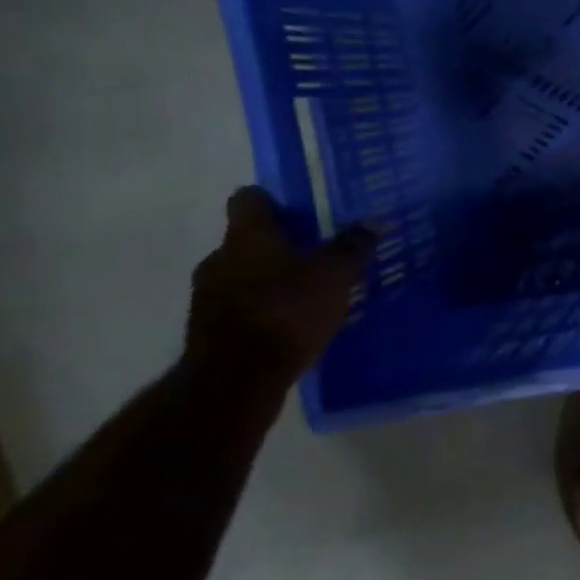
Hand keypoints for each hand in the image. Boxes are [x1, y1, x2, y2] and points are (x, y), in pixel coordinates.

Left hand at [185, 188, 375, 388]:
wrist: (234, 381)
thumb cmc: (286, 312)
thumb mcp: (335, 276)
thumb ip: (353, 247)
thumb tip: (372, 221)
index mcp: (247, 236)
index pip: (249, 199)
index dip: (274, 199)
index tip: (302, 208)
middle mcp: (220, 258)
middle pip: (248, 239)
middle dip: (280, 243)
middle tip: (318, 252)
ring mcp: (208, 296)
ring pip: (244, 273)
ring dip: (271, 278)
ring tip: (310, 291)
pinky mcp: (209, 330)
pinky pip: (241, 305)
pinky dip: (264, 307)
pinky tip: (293, 322)